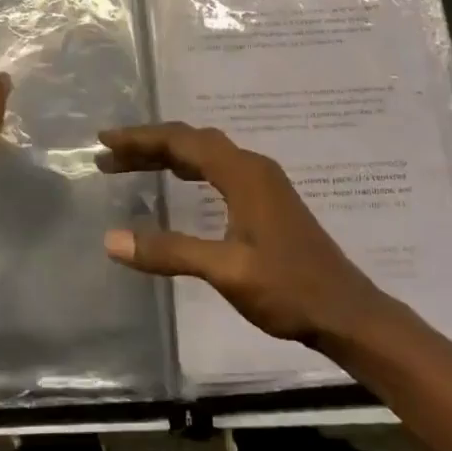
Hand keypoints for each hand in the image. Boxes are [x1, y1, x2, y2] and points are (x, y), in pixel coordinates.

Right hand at [98, 122, 386, 348]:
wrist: (347, 312)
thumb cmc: (288, 289)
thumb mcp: (226, 271)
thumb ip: (170, 251)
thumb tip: (111, 240)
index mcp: (242, 173)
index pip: (182, 142)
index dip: (140, 138)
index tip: (104, 140)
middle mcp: (252, 166)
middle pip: (192, 141)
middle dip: (149, 144)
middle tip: (109, 154)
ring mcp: (262, 182)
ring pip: (206, 153)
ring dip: (168, 155)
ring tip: (131, 164)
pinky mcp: (267, 199)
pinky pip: (218, 168)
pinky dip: (188, 168)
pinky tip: (177, 182)